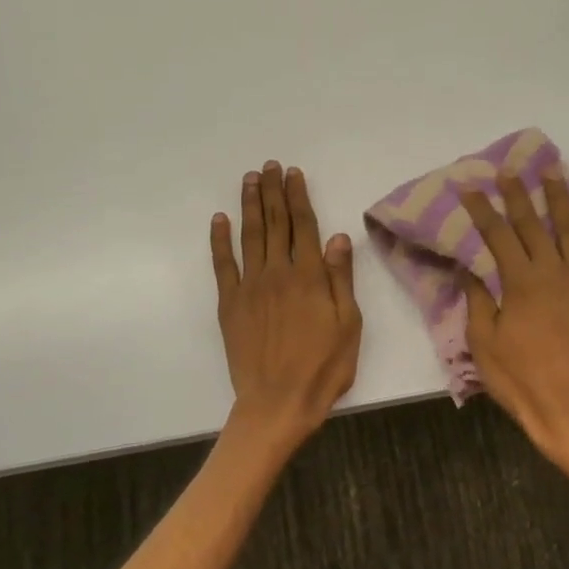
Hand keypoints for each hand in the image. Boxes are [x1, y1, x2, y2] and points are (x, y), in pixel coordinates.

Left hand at [212, 161, 361, 447]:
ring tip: (250, 179)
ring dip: (249, 205)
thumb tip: (338, 236)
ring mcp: (250, 287)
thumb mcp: (348, 325)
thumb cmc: (323, 368)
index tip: (294, 174)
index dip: (298, 196)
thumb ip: (341, 278)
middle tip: (270, 166)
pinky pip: (223, 264)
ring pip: (250, 236)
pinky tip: (219, 220)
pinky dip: (220, 240)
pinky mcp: (230, 304)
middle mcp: (278, 272)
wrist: (278, 402)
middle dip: (273, 191)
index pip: (304, 226)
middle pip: (275, 223)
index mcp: (310, 277)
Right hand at [461, 171, 568, 466]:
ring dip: (563, 200)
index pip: (498, 235)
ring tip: (555, 173)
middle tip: (511, 169)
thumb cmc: (521, 381)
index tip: (470, 188)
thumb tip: (471, 268)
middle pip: (534, 225)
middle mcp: (555, 272)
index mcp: (522, 282)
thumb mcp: (484, 343)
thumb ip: (479, 301)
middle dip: (520, 195)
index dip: (483, 210)